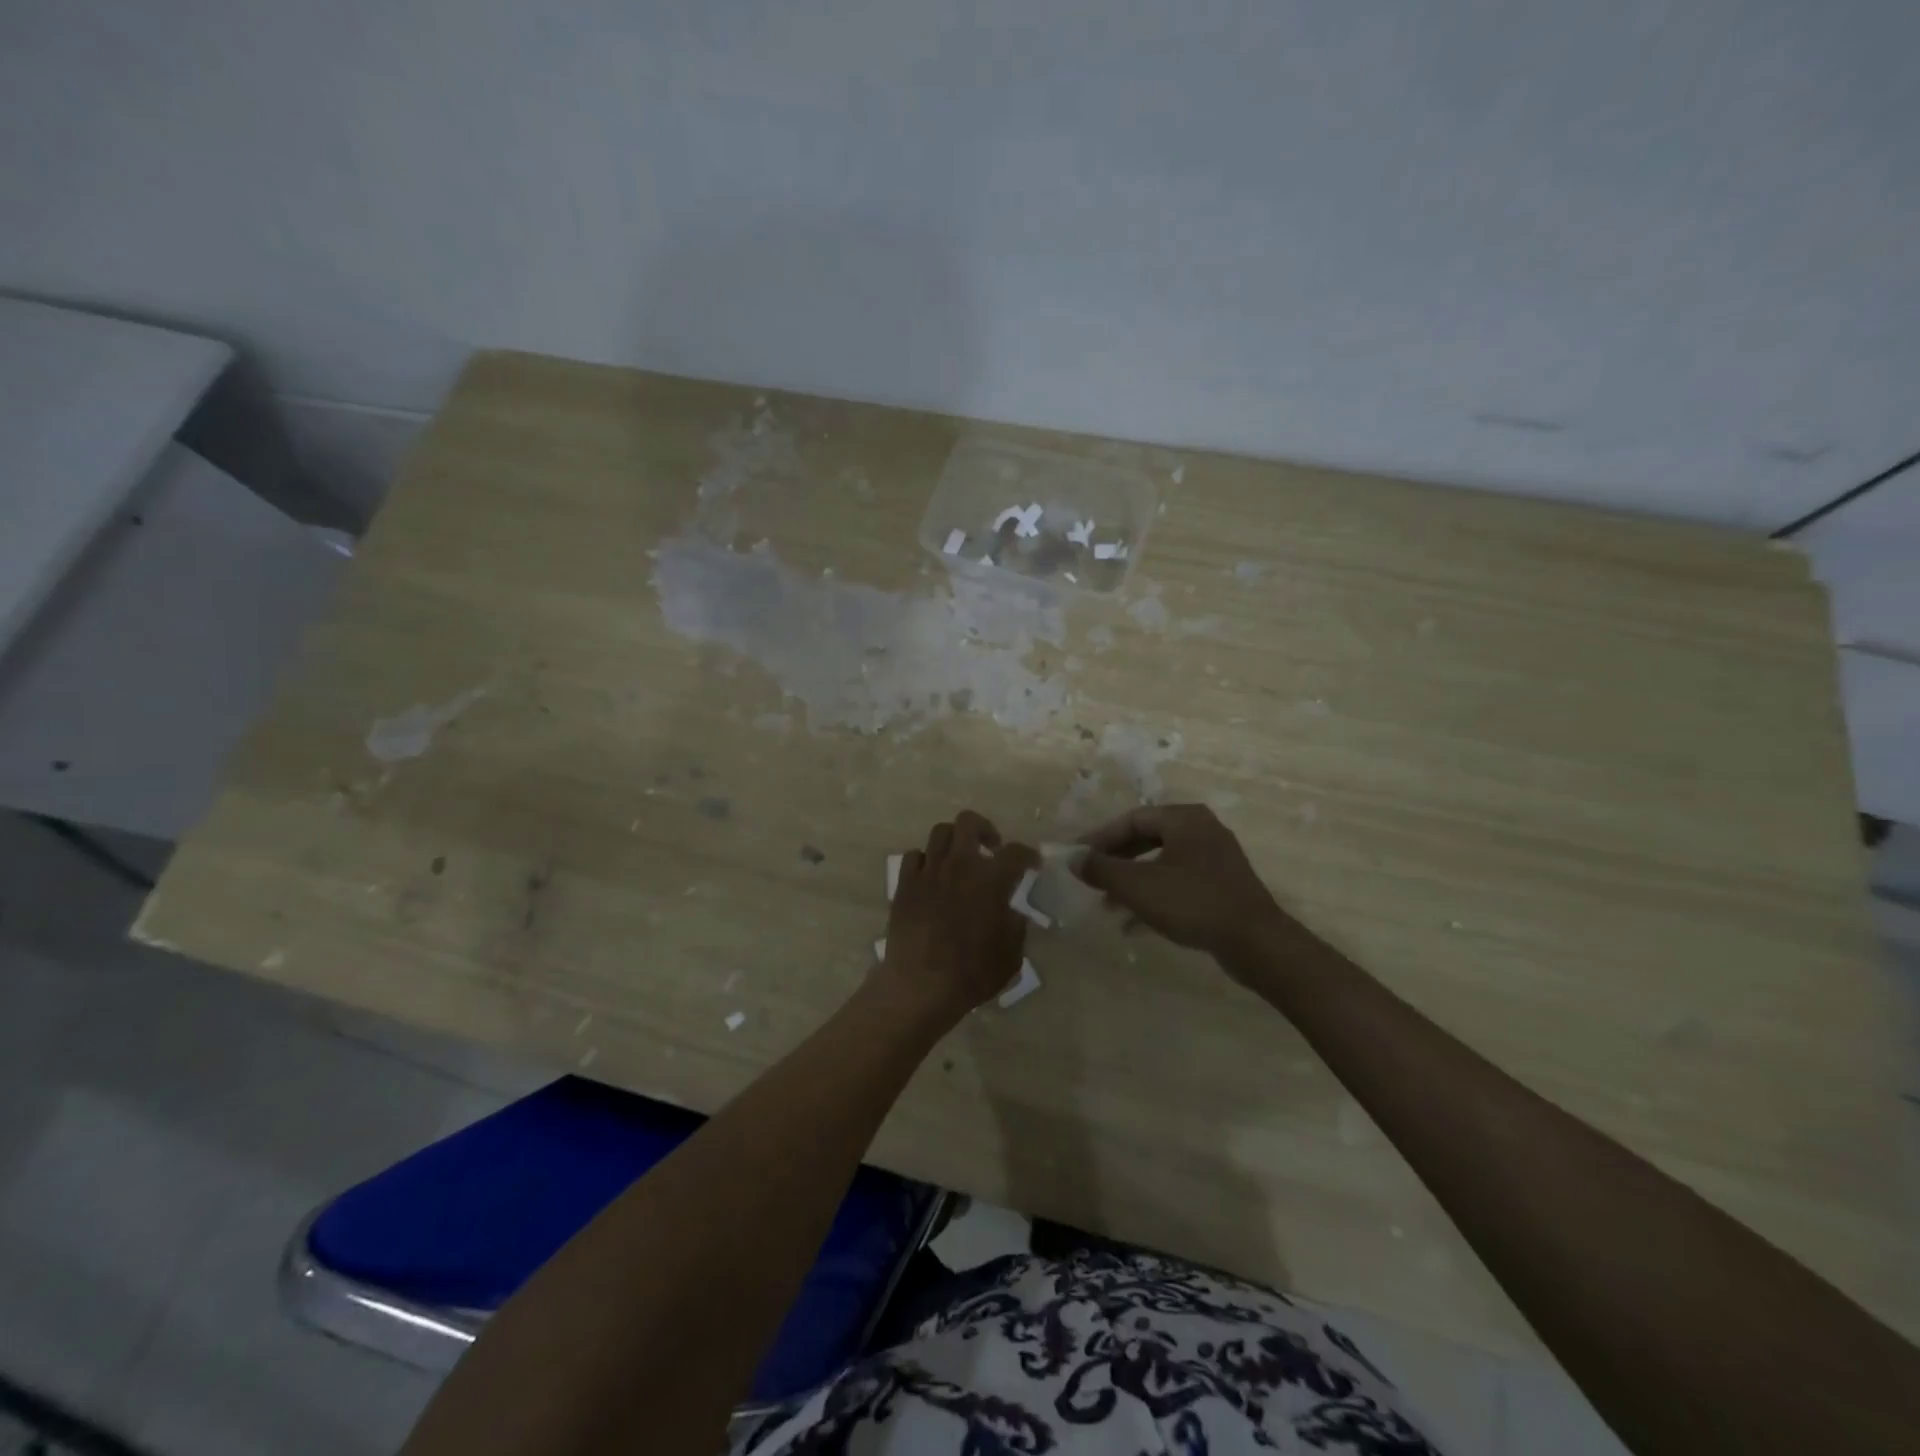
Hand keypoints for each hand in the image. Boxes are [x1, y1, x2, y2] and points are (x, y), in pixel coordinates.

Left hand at [878, 810, 1038, 1026]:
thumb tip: (1012, 913)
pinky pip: (914, 856)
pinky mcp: (904, 884)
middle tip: (991, 849)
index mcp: (990, 880)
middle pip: (969, 822)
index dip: (1028, 855)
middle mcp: (959, 865)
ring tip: (960, 859)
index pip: (1016, 853)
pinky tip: (931, 876)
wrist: (920, 985)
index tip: (1031, 864)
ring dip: (955, 841)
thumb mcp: (1010, 955)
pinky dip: (926, 860)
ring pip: (940, 832)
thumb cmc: (971, 973)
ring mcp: (928, 871)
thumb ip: (1015, 926)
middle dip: (985, 830)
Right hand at [1077, 804, 1297, 966]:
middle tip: (1090, 878)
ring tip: (1106, 906)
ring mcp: (1215, 860)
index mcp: (1184, 819)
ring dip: (1131, 883)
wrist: (1256, 943)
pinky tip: (1132, 925)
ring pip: (1161, 864)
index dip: (1099, 838)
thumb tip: (1072, 858)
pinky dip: (1153, 899)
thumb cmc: (1193, 902)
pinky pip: (1177, 885)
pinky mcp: (1221, 888)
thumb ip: (1101, 869)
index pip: (1131, 819)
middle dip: (1115, 862)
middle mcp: (1202, 831)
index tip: (1077, 856)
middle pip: (1146, 839)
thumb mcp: (1138, 885)